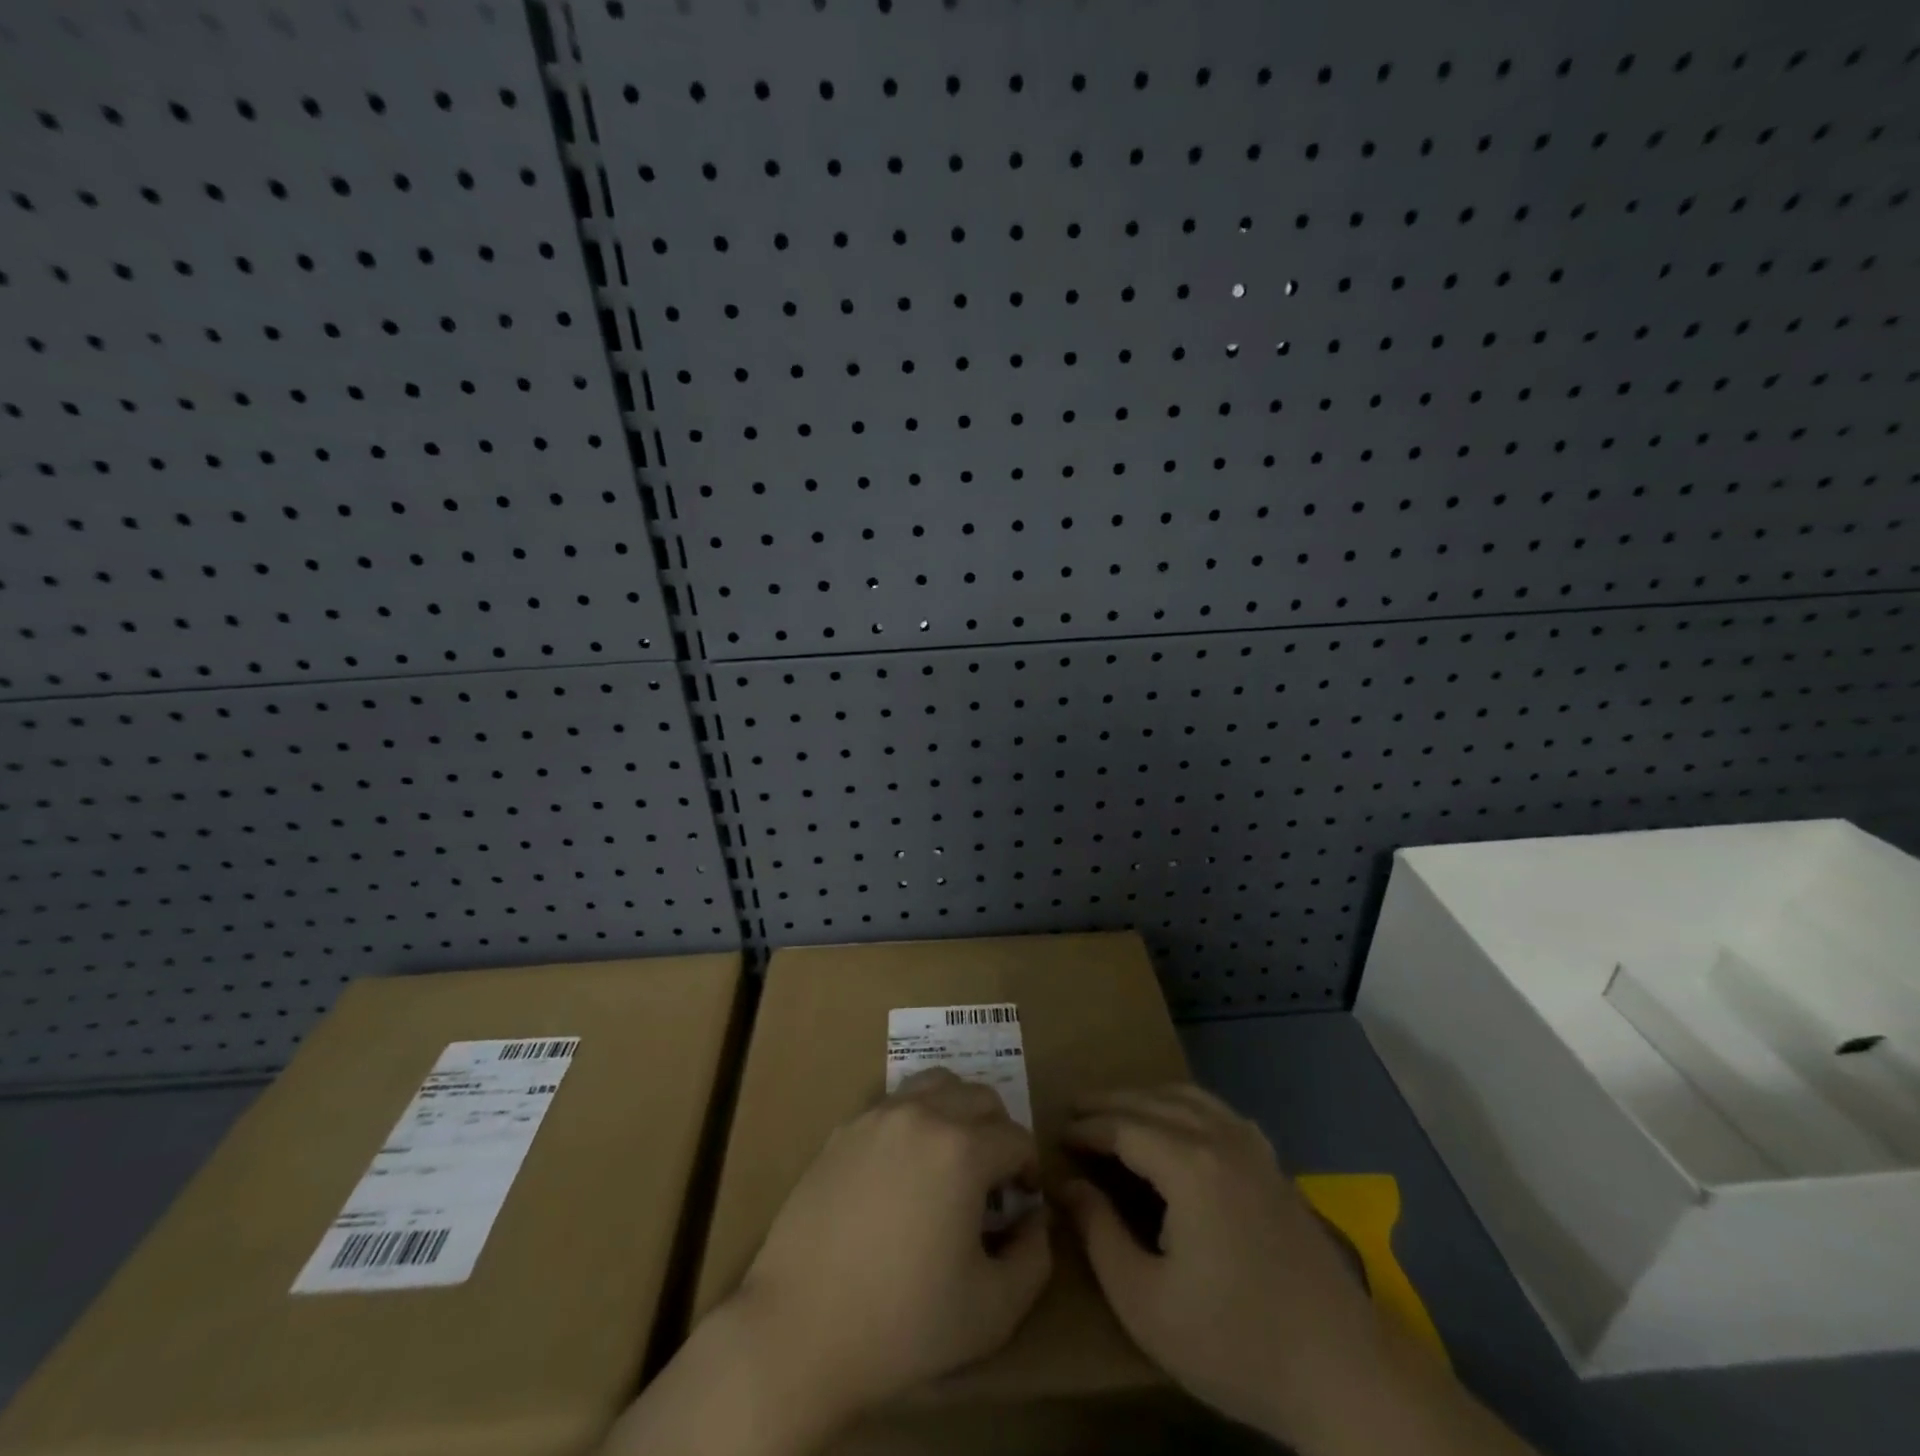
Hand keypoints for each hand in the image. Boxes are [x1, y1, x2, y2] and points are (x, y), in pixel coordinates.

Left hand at [734, 1066, 1052, 1420]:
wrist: (800, 1329)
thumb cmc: (903, 1322)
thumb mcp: (993, 1311)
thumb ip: (1034, 1258)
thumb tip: (1034, 1218)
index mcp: (963, 1149)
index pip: (1017, 1137)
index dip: (1029, 1169)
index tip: (1021, 1203)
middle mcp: (923, 1115)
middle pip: (980, 1096)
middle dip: (998, 1131)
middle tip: (992, 1180)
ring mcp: (878, 1116)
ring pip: (936, 1083)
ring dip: (958, 1110)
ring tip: (952, 1158)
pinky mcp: (844, 1129)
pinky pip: (894, 1102)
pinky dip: (915, 1118)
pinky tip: (904, 1167)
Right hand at [1061, 1085, 1385, 1446]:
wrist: (1344, 1374)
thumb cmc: (1235, 1343)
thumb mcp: (1146, 1303)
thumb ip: (1099, 1234)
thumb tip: (1069, 1185)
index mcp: (1190, 1166)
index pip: (1123, 1126)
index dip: (1086, 1127)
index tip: (1056, 1133)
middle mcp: (1222, 1139)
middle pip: (1154, 1102)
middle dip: (1110, 1102)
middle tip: (1074, 1110)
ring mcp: (1254, 1148)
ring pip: (1189, 1098)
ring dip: (1147, 1098)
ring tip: (1116, 1112)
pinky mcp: (1274, 1165)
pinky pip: (1219, 1112)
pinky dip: (1186, 1106)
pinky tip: (1178, 1125)